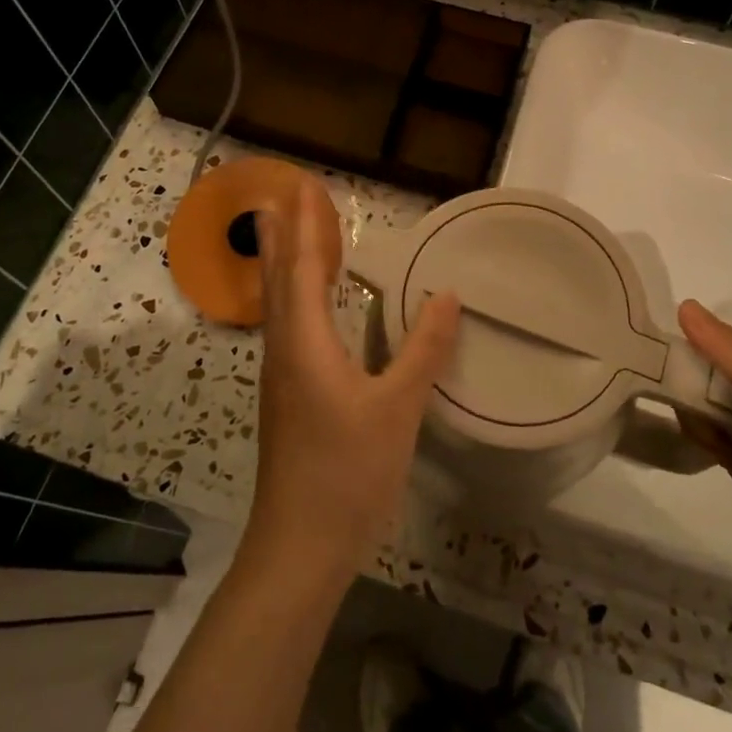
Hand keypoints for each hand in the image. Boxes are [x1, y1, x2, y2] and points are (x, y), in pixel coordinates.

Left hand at [244, 181, 460, 585]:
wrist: (299, 548)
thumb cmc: (347, 473)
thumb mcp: (398, 409)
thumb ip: (424, 350)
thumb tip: (449, 294)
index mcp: (305, 342)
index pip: (302, 267)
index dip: (305, 223)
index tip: (303, 184)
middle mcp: (285, 349)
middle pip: (281, 278)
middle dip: (287, 232)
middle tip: (291, 194)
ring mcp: (283, 376)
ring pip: (282, 303)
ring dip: (290, 262)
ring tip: (299, 233)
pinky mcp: (289, 397)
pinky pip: (291, 326)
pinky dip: (300, 296)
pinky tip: (317, 305)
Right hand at [675, 300, 731, 601]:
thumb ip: (731, 353)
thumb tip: (683, 305)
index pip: (721, 339)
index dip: (697, 354)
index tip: (680, 375)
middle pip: (708, 367)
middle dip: (694, 387)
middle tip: (702, 415)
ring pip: (701, 397)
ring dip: (696, 415)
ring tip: (718, 441)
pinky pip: (704, 427)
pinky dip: (701, 435)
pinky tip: (716, 454)